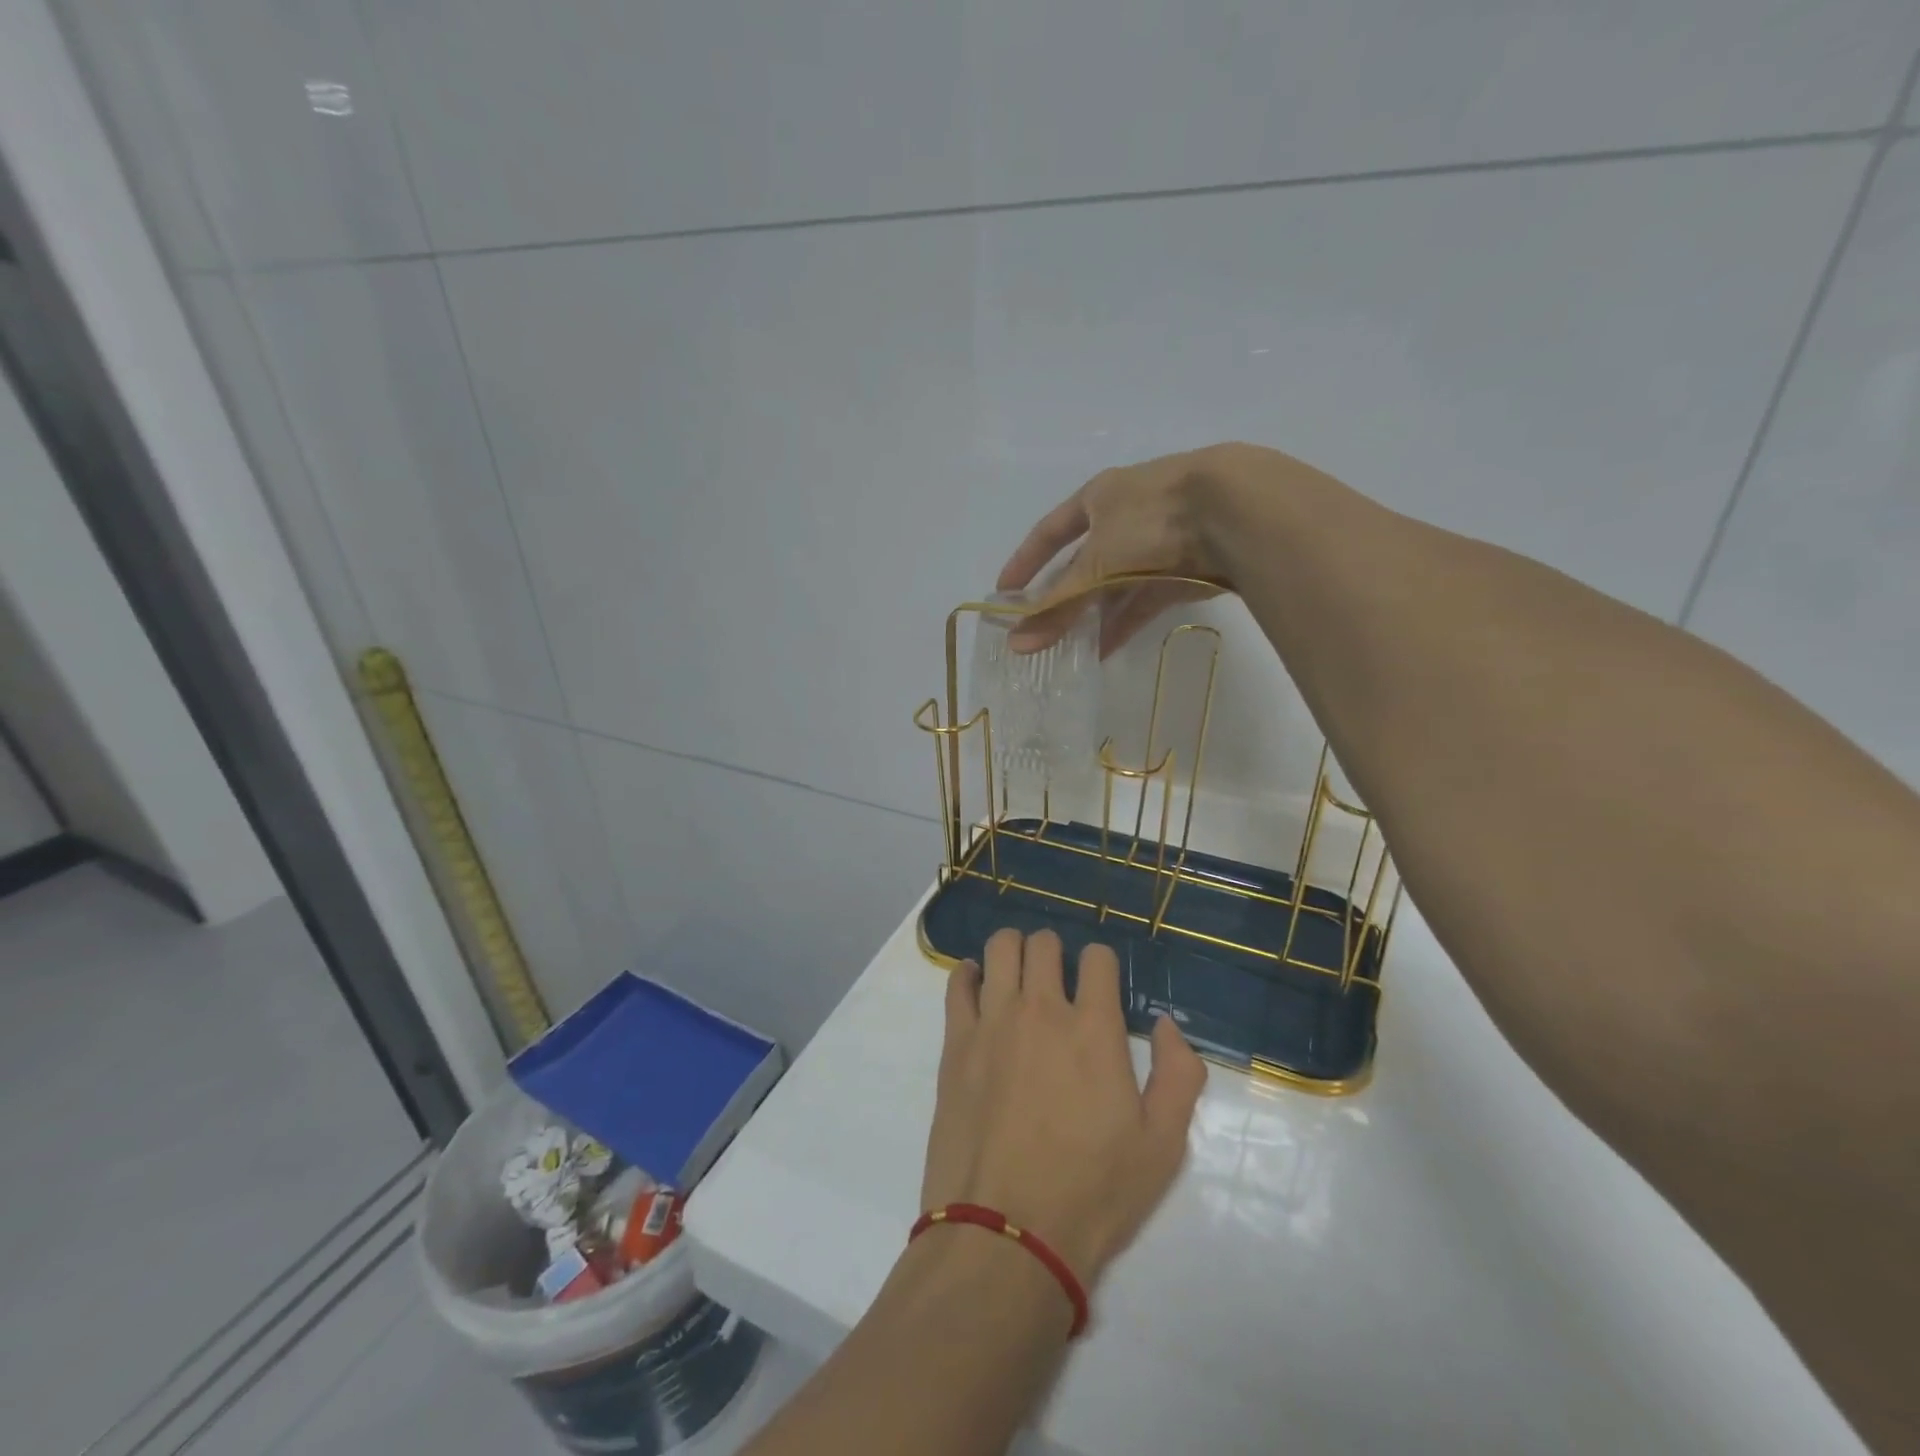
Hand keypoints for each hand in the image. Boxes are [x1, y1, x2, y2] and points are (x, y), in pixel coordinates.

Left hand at [921, 928, 1206, 1289]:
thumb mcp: (1162, 1146)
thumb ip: (1179, 1074)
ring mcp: (993, 1022)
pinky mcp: (956, 1042)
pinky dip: (971, 975)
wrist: (1006, 1234)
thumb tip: (1167, 1025)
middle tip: (1058, 981)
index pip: (1097, 957)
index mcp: (1094, 1029)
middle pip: (1044, 943)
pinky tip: (980, 990)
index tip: (1101, 988)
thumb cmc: (1092, 1192)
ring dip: (1014, 950)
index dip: (1102, 965)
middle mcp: (1041, 1010)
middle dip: (1056, 952)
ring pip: (1000, 948)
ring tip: (1019, 975)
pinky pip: (959, 983)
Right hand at [995, 444, 1246, 655]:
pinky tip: (1106, 649)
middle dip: (1062, 597)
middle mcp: (1126, 515)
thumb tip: (1017, 644)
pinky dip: (1125, 621)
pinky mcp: (1187, 567)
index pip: (1049, 531)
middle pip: (1084, 563)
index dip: (1025, 561)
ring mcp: (1159, 540)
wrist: (1236, 510)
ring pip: (1116, 584)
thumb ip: (1058, 605)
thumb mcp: (1096, 563)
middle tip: (1040, 630)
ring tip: (1071, 650)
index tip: (1004, 593)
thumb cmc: (1151, 520)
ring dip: (1093, 615)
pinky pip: (1145, 598)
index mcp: (1099, 497)